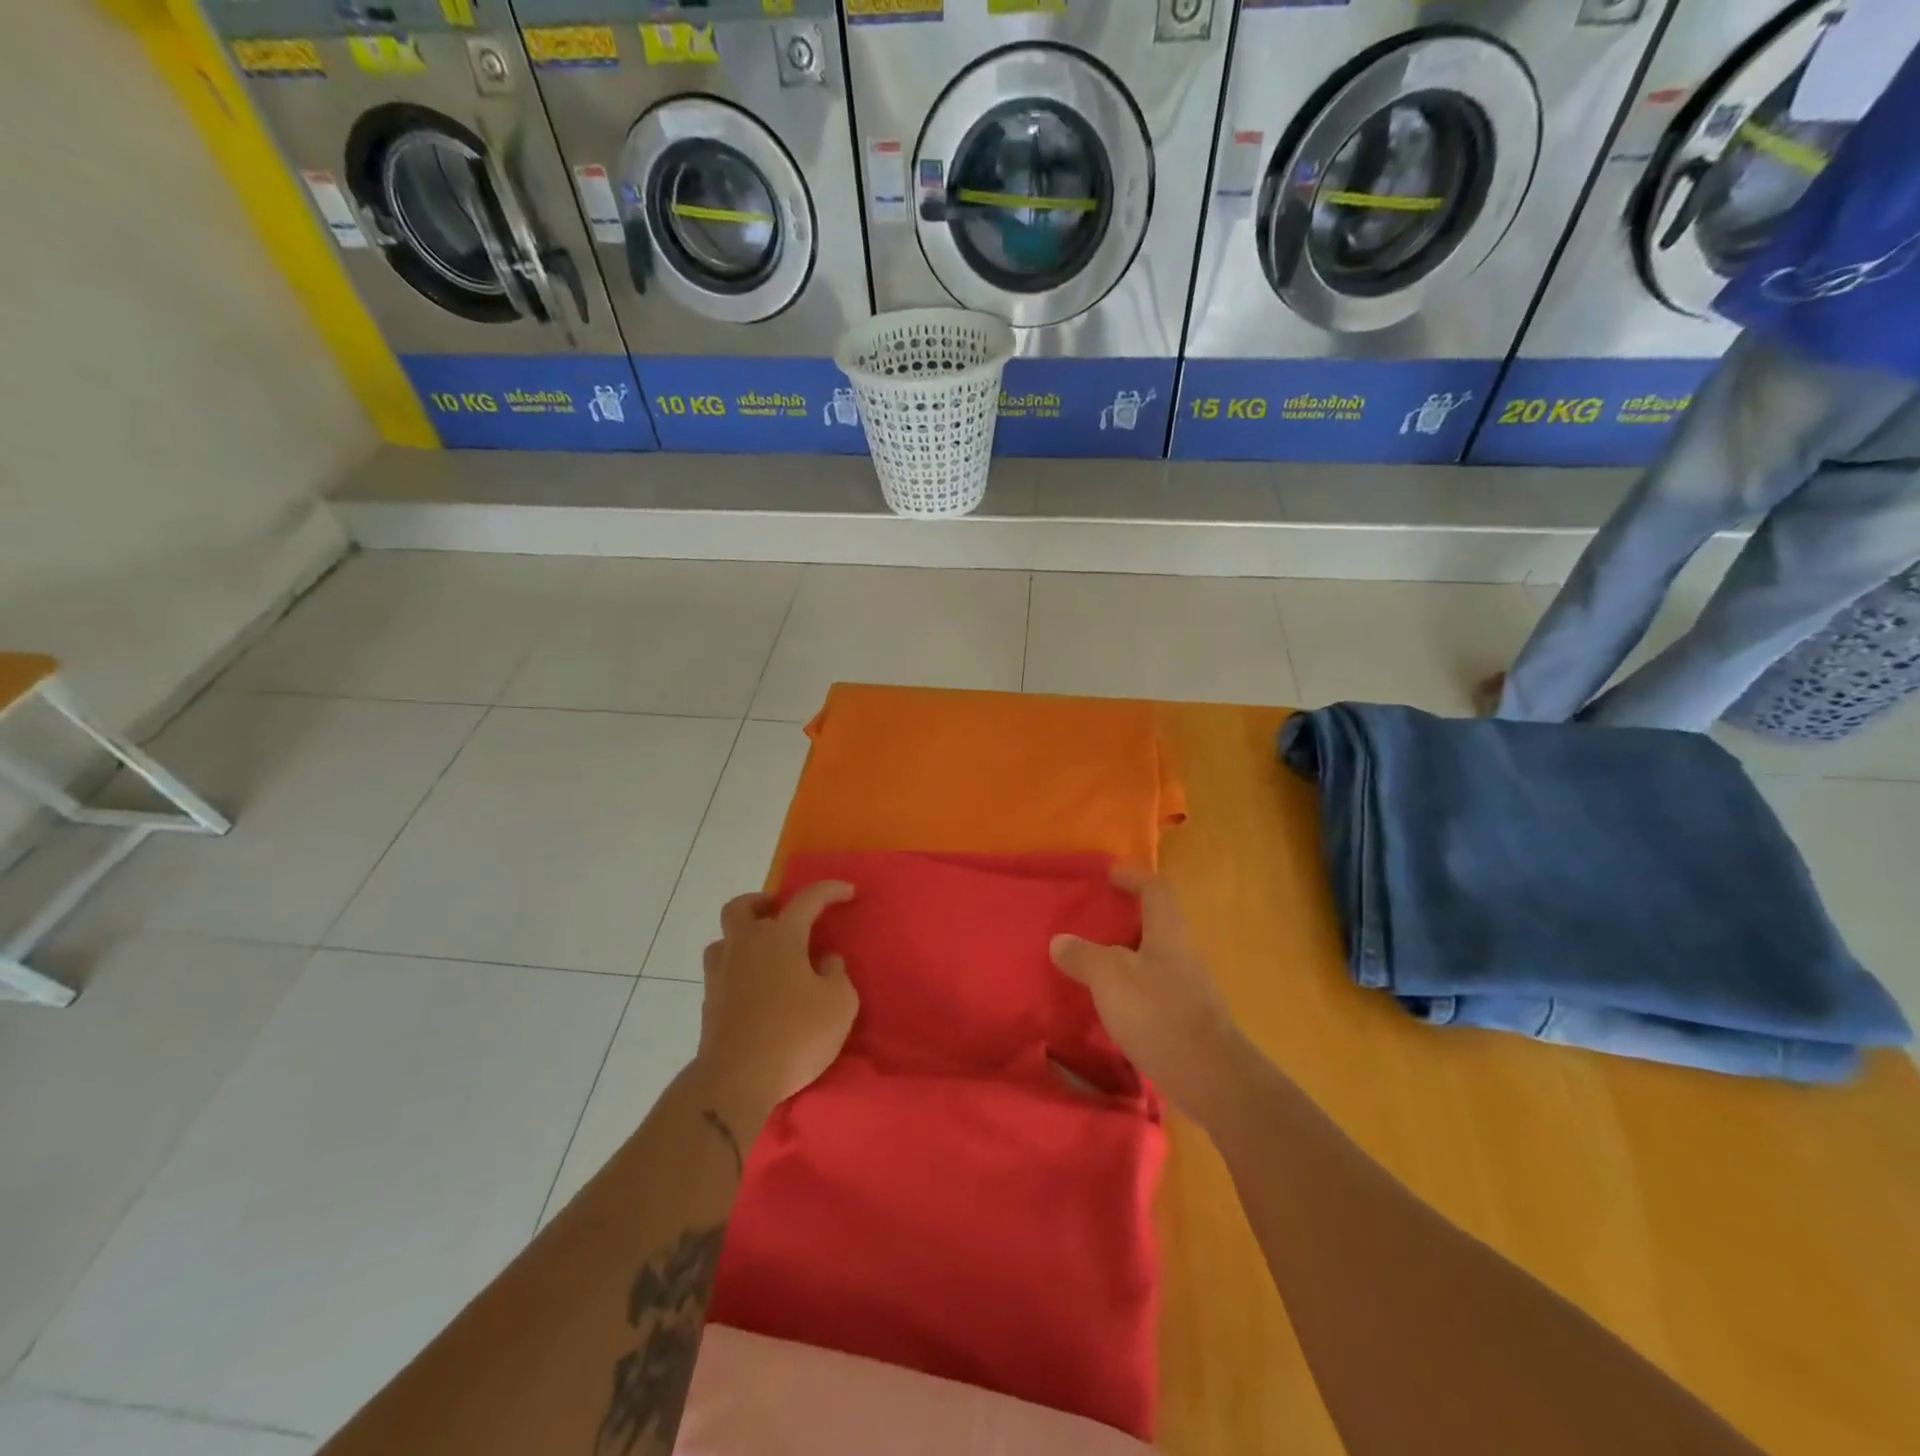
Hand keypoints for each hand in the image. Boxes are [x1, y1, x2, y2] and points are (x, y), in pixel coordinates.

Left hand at [695, 882, 858, 1127]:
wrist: (736, 1080)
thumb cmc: (795, 1034)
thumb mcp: (839, 1004)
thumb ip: (836, 975)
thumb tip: (826, 961)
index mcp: (780, 937)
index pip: (807, 899)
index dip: (829, 890)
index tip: (848, 891)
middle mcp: (745, 946)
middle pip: (741, 907)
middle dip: (761, 903)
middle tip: (781, 915)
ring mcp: (721, 974)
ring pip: (724, 940)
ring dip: (743, 938)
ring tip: (766, 956)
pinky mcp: (709, 1003)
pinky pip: (721, 971)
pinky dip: (738, 971)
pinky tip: (755, 990)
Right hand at [1050, 867, 1245, 1118]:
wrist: (1210, 1077)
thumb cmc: (1158, 1013)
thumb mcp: (1110, 978)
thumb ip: (1083, 956)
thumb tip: (1060, 941)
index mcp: (1168, 933)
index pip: (1155, 890)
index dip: (1133, 878)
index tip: (1108, 877)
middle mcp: (1183, 955)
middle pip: (1156, 925)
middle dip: (1124, 921)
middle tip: (1090, 925)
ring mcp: (1189, 990)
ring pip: (1153, 960)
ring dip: (1126, 958)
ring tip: (1092, 967)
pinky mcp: (1187, 1021)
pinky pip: (1154, 992)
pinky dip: (1131, 991)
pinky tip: (1111, 1007)